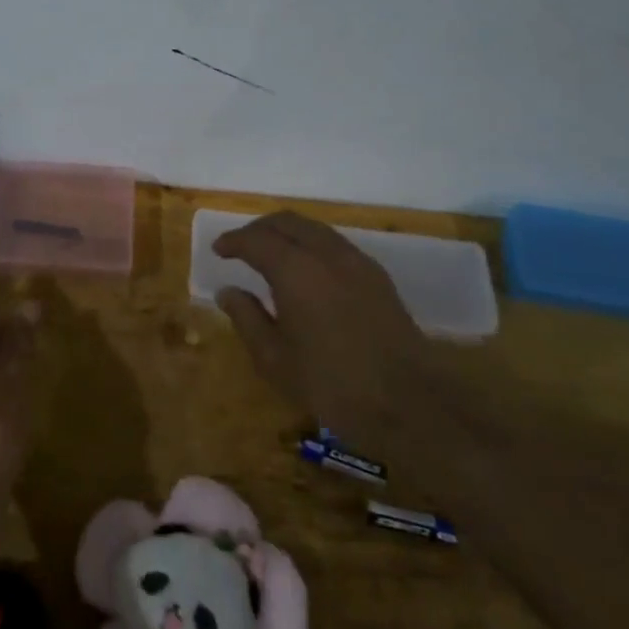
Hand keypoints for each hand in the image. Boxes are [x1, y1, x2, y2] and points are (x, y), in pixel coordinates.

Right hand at [212, 212, 429, 443]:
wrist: (410, 405)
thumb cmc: (332, 386)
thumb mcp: (275, 360)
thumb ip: (247, 318)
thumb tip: (228, 292)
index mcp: (296, 270)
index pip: (256, 240)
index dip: (233, 241)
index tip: (218, 250)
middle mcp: (327, 254)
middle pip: (287, 222)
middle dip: (259, 229)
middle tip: (240, 246)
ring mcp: (358, 262)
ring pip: (315, 229)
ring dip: (288, 234)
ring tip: (271, 255)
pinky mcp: (378, 277)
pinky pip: (335, 244)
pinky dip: (312, 245)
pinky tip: (306, 271)